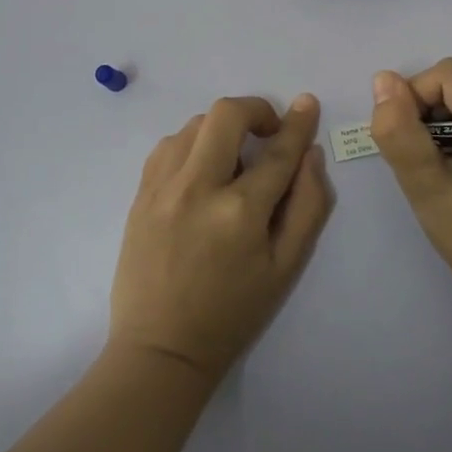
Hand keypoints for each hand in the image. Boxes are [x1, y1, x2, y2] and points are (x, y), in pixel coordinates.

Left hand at [110, 94, 333, 379]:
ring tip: (233, 158)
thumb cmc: (232, 313)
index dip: (298, 124)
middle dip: (255, 110)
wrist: (161, 347)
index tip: (308, 104)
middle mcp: (198, 188)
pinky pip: (168, 145)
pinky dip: (191, 144)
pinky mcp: (140, 194)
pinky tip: (201, 170)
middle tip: (268, 131)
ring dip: (222, 129)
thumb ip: (307, 206)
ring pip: (194, 125)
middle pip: (226, 115)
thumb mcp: (285, 268)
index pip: (277, 151)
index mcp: (240, 212)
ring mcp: (162, 188)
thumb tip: (310, 155)